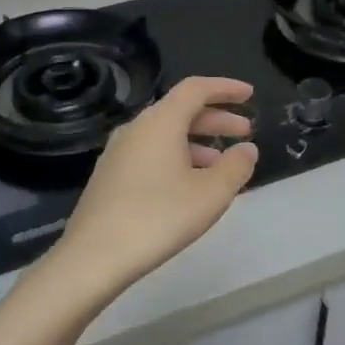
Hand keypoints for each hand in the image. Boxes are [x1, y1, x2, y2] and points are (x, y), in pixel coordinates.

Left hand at [51, 77, 258, 297]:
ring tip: (223, 165)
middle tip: (245, 131)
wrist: (95, 256)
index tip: (249, 95)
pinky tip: (190, 186)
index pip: (196, 89)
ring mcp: (119, 153)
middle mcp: (136, 129)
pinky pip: (151, 154)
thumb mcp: (210, 194)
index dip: (225, 88)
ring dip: (198, 143)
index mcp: (160, 122)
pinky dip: (177, 158)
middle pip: (181, 111)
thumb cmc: (159, 218)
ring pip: (166, 135)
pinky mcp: (110, 176)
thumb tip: (246, 149)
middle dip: (216, 119)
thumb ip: (235, 166)